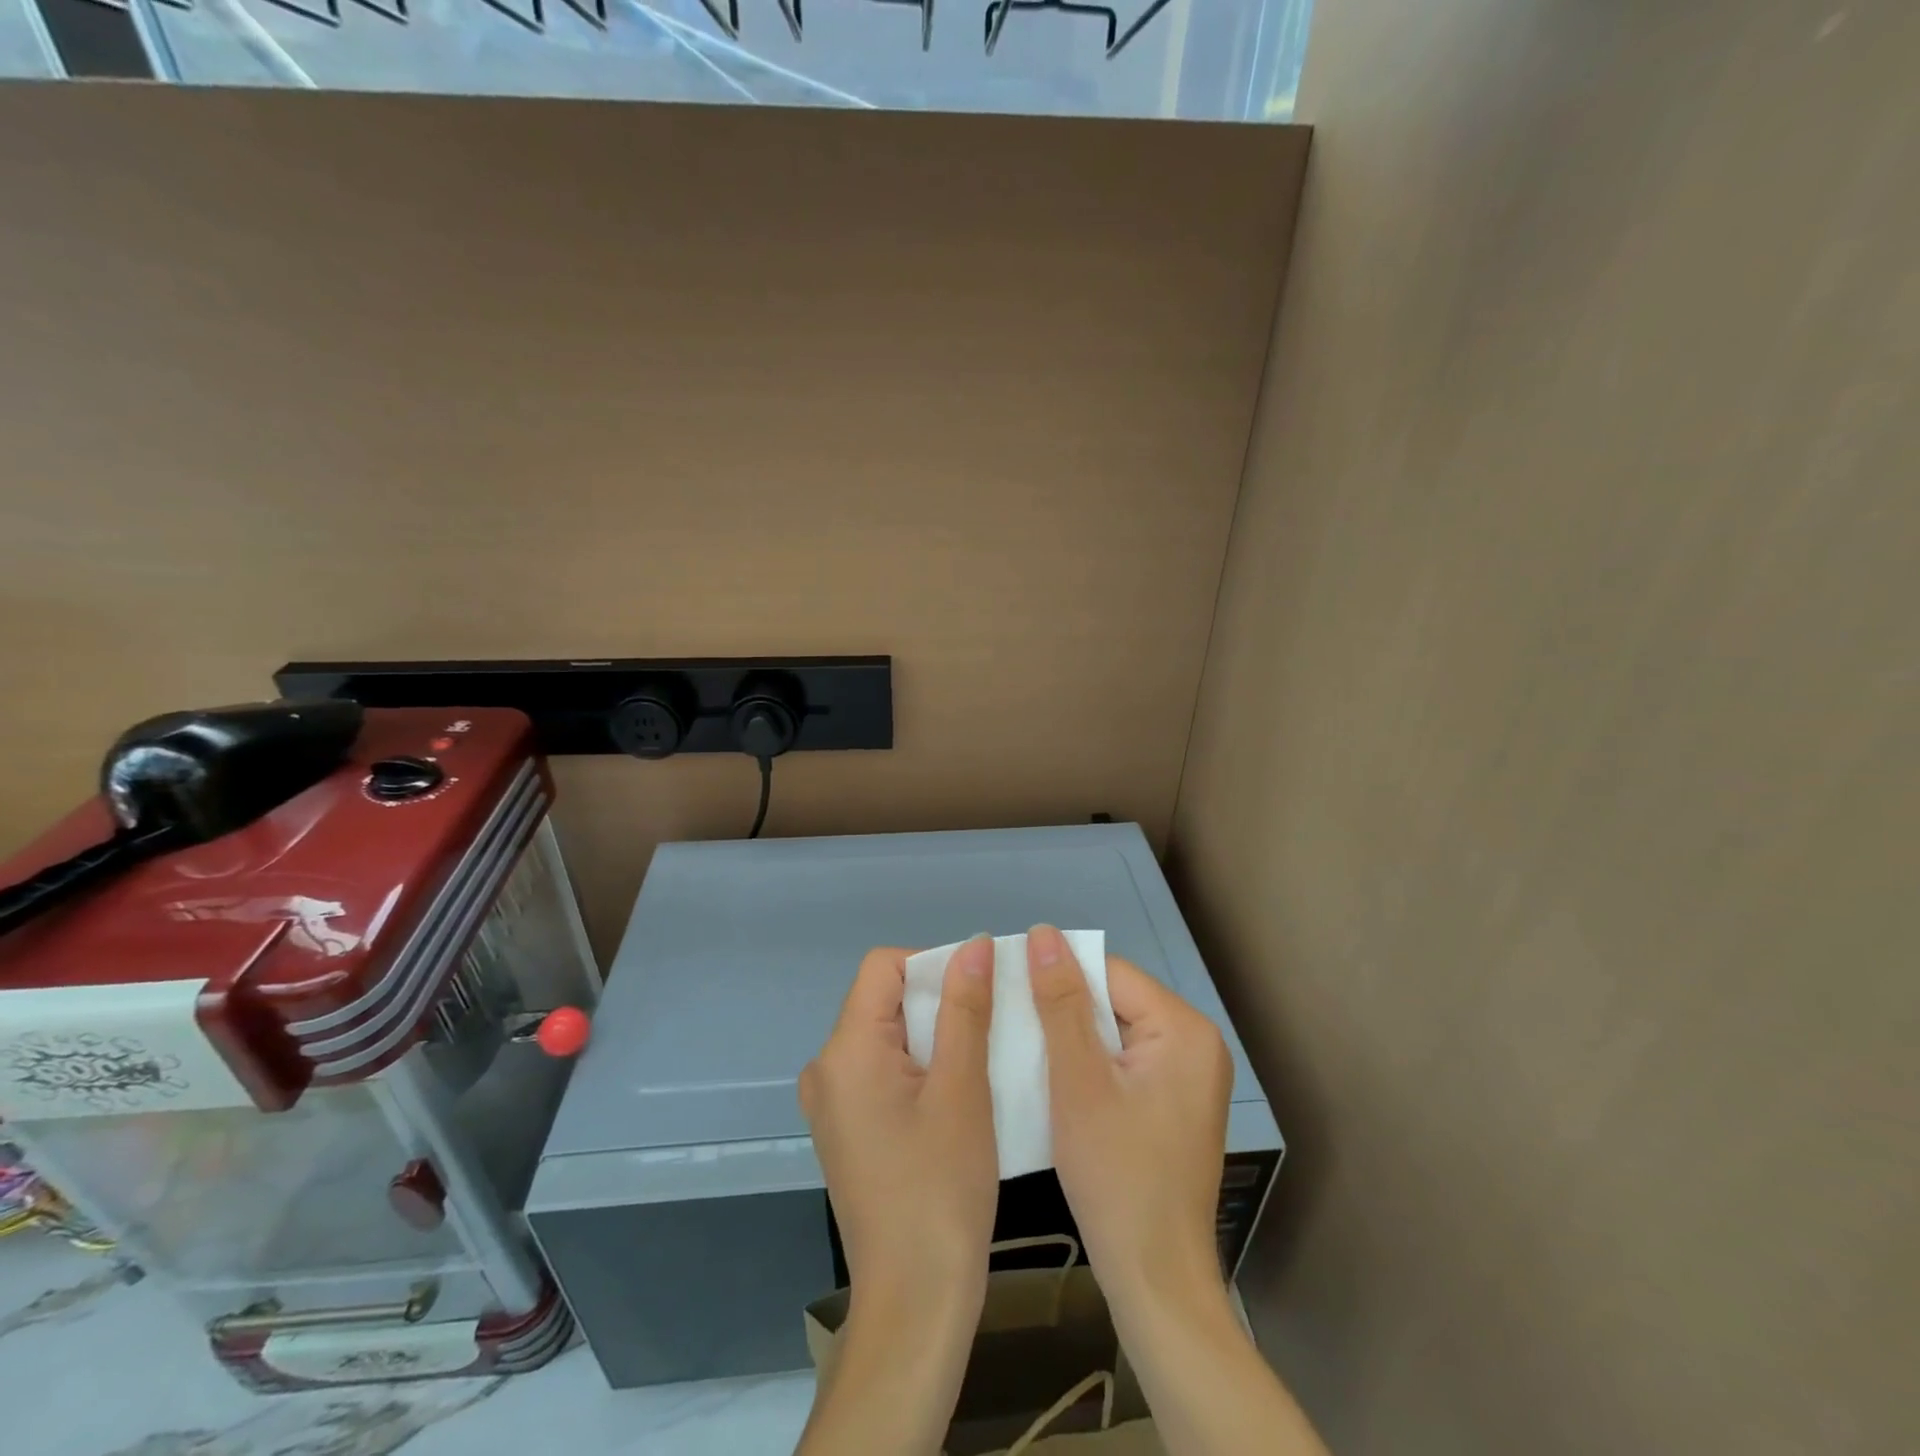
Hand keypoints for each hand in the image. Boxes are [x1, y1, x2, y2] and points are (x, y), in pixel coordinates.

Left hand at [795, 941, 998, 1455]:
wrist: (914, 1303)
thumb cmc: (941, 1191)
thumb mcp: (963, 1089)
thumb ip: (965, 1008)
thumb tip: (974, 944)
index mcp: (845, 1050)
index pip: (883, 966)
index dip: (933, 965)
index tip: (978, 995)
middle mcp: (826, 1068)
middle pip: (883, 999)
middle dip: (938, 1002)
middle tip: (989, 1029)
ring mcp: (832, 1102)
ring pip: (887, 1036)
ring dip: (935, 1036)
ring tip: (981, 1061)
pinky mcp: (846, 1129)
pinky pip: (883, 1071)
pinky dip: (920, 1068)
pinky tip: (957, 1095)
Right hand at [1027, 924, 1232, 1308]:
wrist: (1154, 1278)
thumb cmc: (1115, 1176)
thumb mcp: (1077, 1081)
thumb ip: (1061, 1002)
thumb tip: (1044, 933)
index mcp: (1184, 1029)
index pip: (1110, 974)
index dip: (1059, 977)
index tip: (1010, 989)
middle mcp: (1196, 1043)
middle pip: (1115, 1001)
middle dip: (1065, 1010)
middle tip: (1012, 1023)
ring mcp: (1189, 1076)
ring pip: (1116, 1032)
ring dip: (1073, 1039)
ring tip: (1025, 1047)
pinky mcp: (1175, 1103)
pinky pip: (1125, 1061)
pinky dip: (1090, 1065)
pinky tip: (1055, 1079)